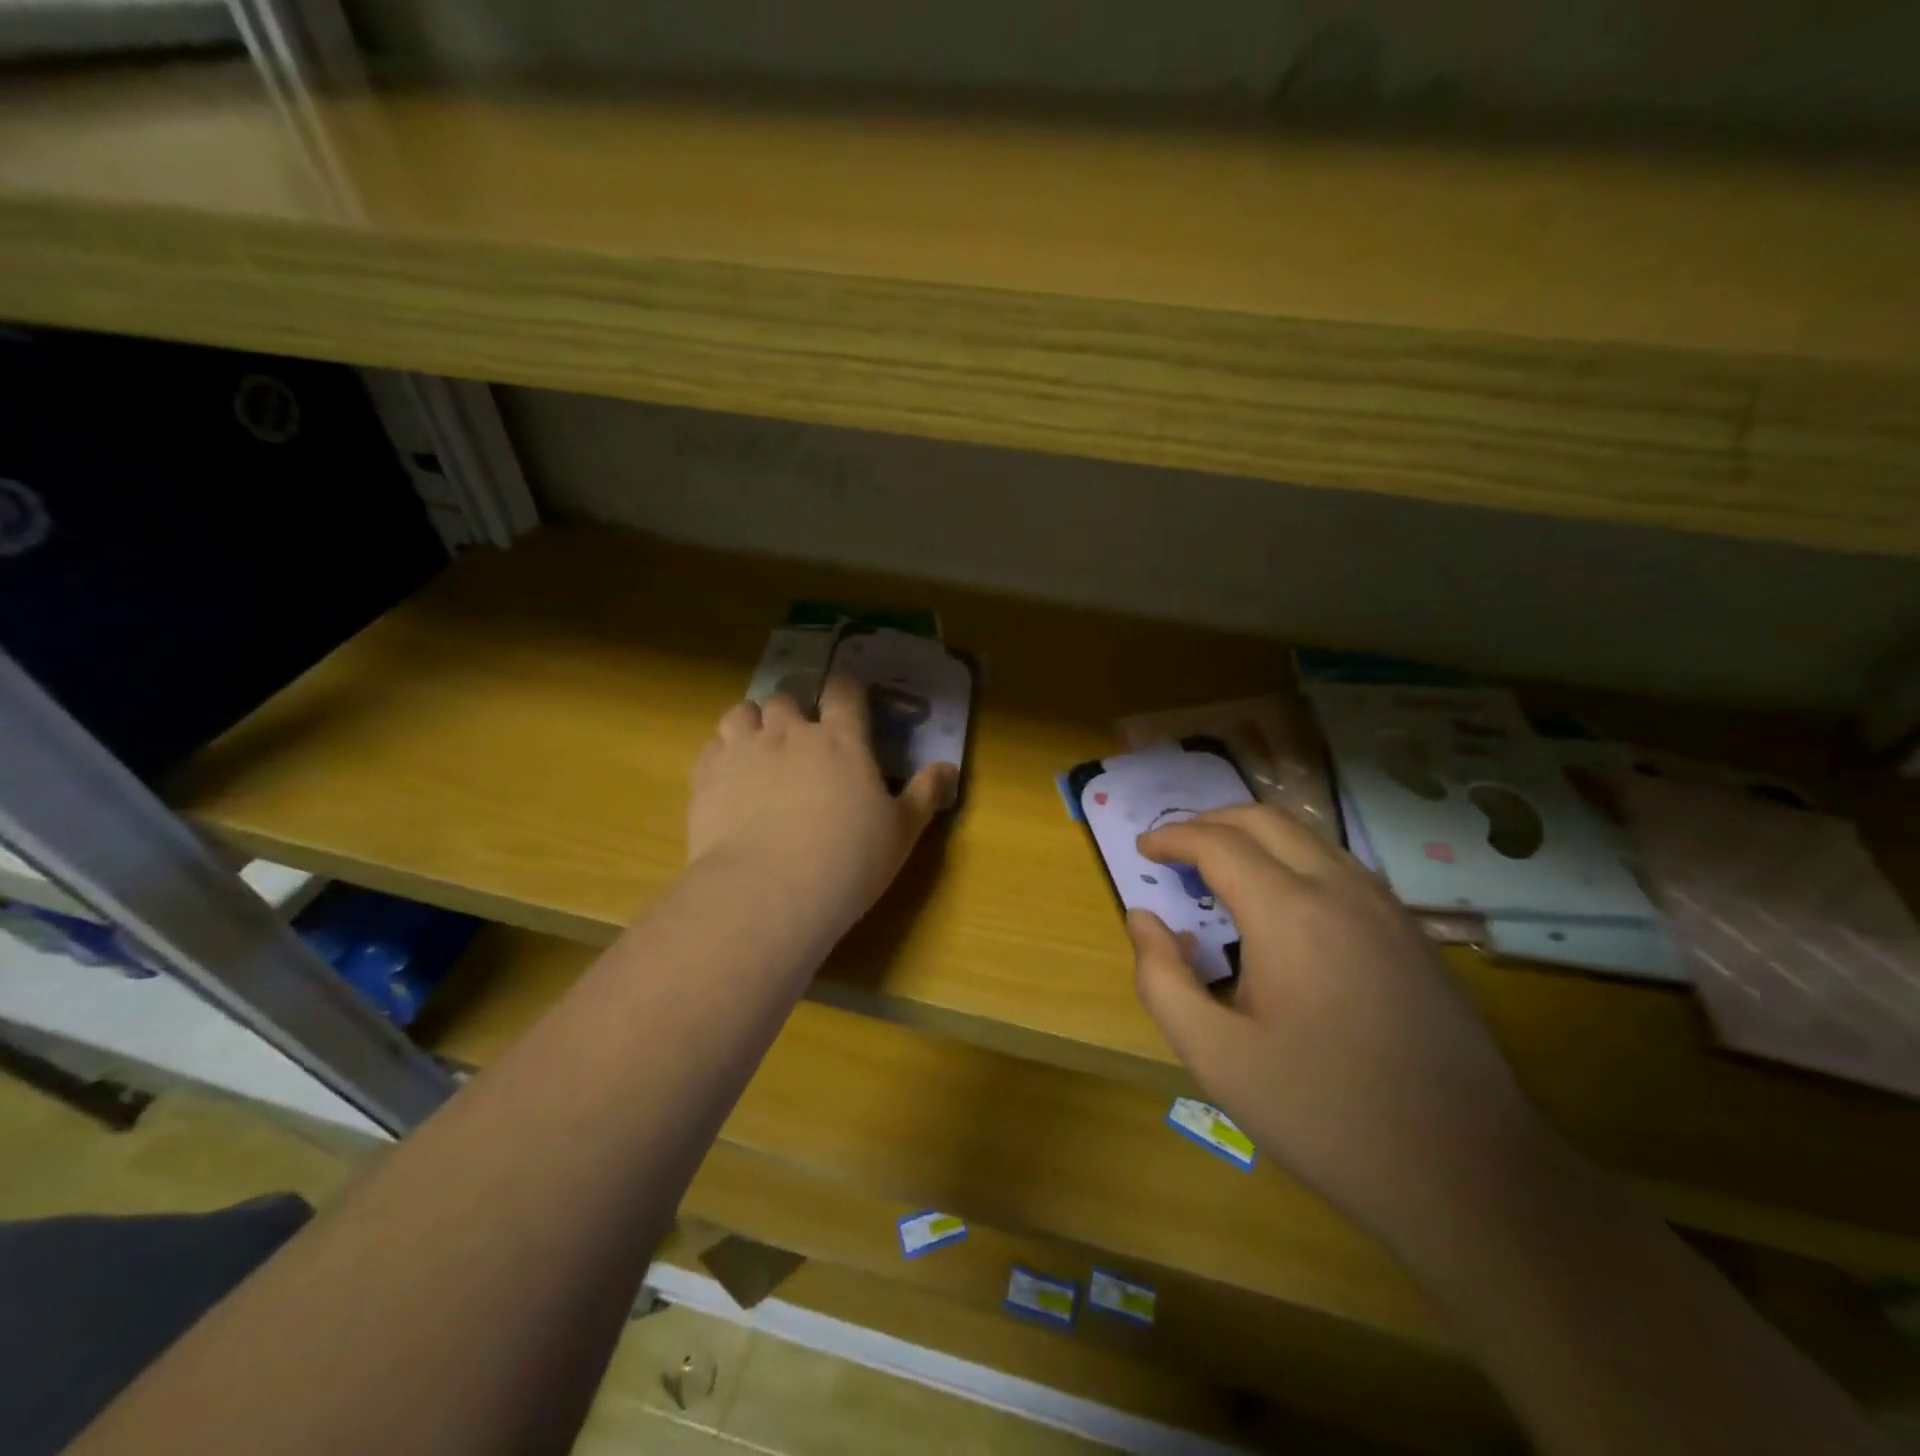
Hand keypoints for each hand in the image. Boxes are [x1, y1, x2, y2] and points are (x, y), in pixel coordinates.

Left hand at [688, 671, 957, 943]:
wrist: (769, 891)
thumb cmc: (848, 860)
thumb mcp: (901, 832)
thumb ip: (925, 794)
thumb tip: (949, 768)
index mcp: (842, 740)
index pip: (844, 691)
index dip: (845, 687)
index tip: (846, 693)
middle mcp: (790, 733)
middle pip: (786, 699)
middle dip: (793, 712)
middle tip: (799, 739)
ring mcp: (744, 750)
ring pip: (742, 712)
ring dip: (752, 722)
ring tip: (758, 746)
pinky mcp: (707, 776)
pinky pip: (712, 746)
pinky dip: (721, 753)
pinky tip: (729, 777)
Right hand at [1128, 804, 1551, 1252]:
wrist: (1467, 1173)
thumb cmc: (1324, 1113)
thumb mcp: (1216, 1057)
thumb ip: (1162, 980)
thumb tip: (1144, 920)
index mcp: (1289, 913)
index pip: (1218, 843)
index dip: (1173, 837)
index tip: (1143, 847)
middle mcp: (1340, 890)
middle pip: (1265, 820)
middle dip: (1211, 822)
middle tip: (1175, 848)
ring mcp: (1385, 908)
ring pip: (1309, 837)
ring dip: (1255, 837)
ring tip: (1221, 868)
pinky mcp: (1411, 932)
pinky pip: (1340, 867)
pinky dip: (1294, 859)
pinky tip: (1283, 905)